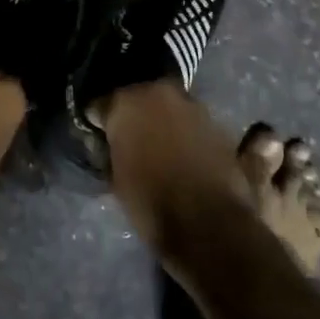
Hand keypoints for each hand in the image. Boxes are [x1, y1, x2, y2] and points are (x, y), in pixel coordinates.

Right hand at [100, 81, 251, 254]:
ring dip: (164, 122)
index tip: (98, 134)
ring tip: (160, 148)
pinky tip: (185, 154)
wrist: (208, 225)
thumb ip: (112, 148)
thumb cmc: (150, 202)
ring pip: (171, 108)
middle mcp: (162, 93)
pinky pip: (195, 124)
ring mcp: (195, 106)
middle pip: (141, 97)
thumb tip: (112, 142)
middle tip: (129, 138)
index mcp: (128, 101)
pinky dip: (188, 134)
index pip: (102, 102)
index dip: (99, 119)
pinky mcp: (220, 125)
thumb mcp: (115, 177)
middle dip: (135, 114)